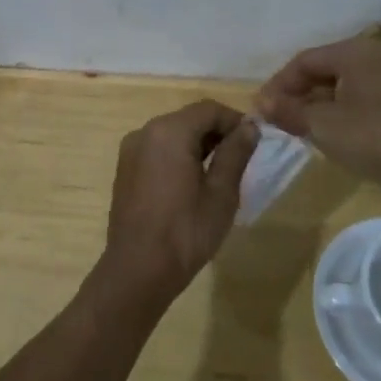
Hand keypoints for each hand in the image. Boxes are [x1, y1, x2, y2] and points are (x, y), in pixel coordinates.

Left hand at [100, 101, 259, 305]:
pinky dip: (178, 155)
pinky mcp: (125, 169)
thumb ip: (236, 153)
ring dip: (198, 144)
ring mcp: (131, 150)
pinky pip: (158, 149)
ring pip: (173, 133)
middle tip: (242, 157)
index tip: (255, 141)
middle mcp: (146, 131)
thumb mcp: (221, 193)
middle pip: (189, 118)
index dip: (235, 120)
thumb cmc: (186, 232)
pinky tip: (193, 182)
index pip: (209, 109)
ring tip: (221, 171)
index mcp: (169, 131)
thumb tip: (250, 127)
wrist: (137, 271)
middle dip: (217, 132)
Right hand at [255, 35, 380, 203]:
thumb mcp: (325, 125)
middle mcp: (377, 57)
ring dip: (322, 108)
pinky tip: (337, 139)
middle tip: (281, 122)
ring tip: (304, 132)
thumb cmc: (378, 135)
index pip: (304, 61)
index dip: (279, 84)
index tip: (261, 110)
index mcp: (355, 52)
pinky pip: (367, 103)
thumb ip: (290, 112)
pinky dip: (346, 116)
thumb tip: (260, 103)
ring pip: (347, 89)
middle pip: (326, 72)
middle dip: (300, 96)